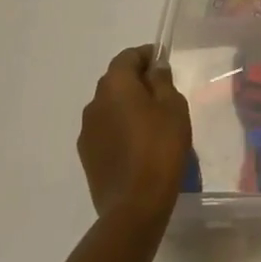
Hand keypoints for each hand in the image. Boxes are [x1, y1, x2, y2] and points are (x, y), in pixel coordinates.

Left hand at [78, 45, 192, 231]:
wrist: (135, 205)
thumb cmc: (160, 147)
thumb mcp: (173, 106)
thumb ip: (162, 81)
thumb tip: (154, 69)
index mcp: (115, 85)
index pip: (128, 56)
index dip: (147, 56)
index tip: (164, 65)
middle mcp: (94, 103)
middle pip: (116, 80)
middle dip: (137, 81)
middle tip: (162, 93)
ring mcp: (87, 132)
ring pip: (109, 106)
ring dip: (127, 106)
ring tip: (151, 121)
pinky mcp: (87, 156)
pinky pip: (105, 129)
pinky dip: (120, 127)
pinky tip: (138, 144)